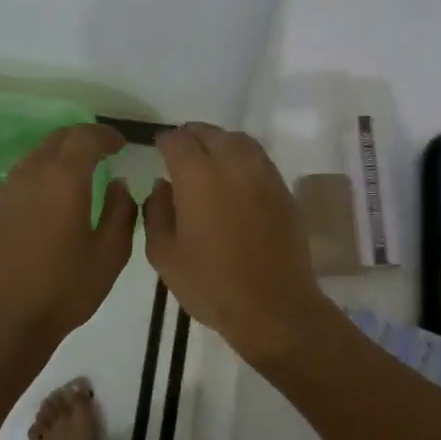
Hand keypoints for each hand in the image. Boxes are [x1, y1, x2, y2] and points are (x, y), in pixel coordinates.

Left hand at [0, 123, 137, 362]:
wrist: (1, 324)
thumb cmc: (63, 291)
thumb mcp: (110, 254)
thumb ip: (120, 211)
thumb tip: (118, 185)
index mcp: (62, 180)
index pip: (85, 136)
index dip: (105, 135)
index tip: (121, 145)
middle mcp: (29, 175)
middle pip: (56, 139)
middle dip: (82, 139)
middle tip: (102, 153)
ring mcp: (4, 193)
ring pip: (35, 157)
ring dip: (59, 157)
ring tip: (78, 177)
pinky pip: (19, 180)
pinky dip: (40, 177)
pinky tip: (49, 204)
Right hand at [144, 123, 338, 367]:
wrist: (273, 306)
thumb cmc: (211, 284)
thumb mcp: (164, 255)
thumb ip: (156, 212)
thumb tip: (162, 186)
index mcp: (198, 176)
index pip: (178, 140)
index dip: (165, 141)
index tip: (159, 149)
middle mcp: (233, 164)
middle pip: (210, 133)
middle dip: (192, 137)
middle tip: (182, 152)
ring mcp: (264, 175)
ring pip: (239, 141)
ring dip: (220, 142)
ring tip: (210, 159)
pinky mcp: (284, 191)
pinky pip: (260, 160)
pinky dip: (243, 158)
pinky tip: (237, 179)